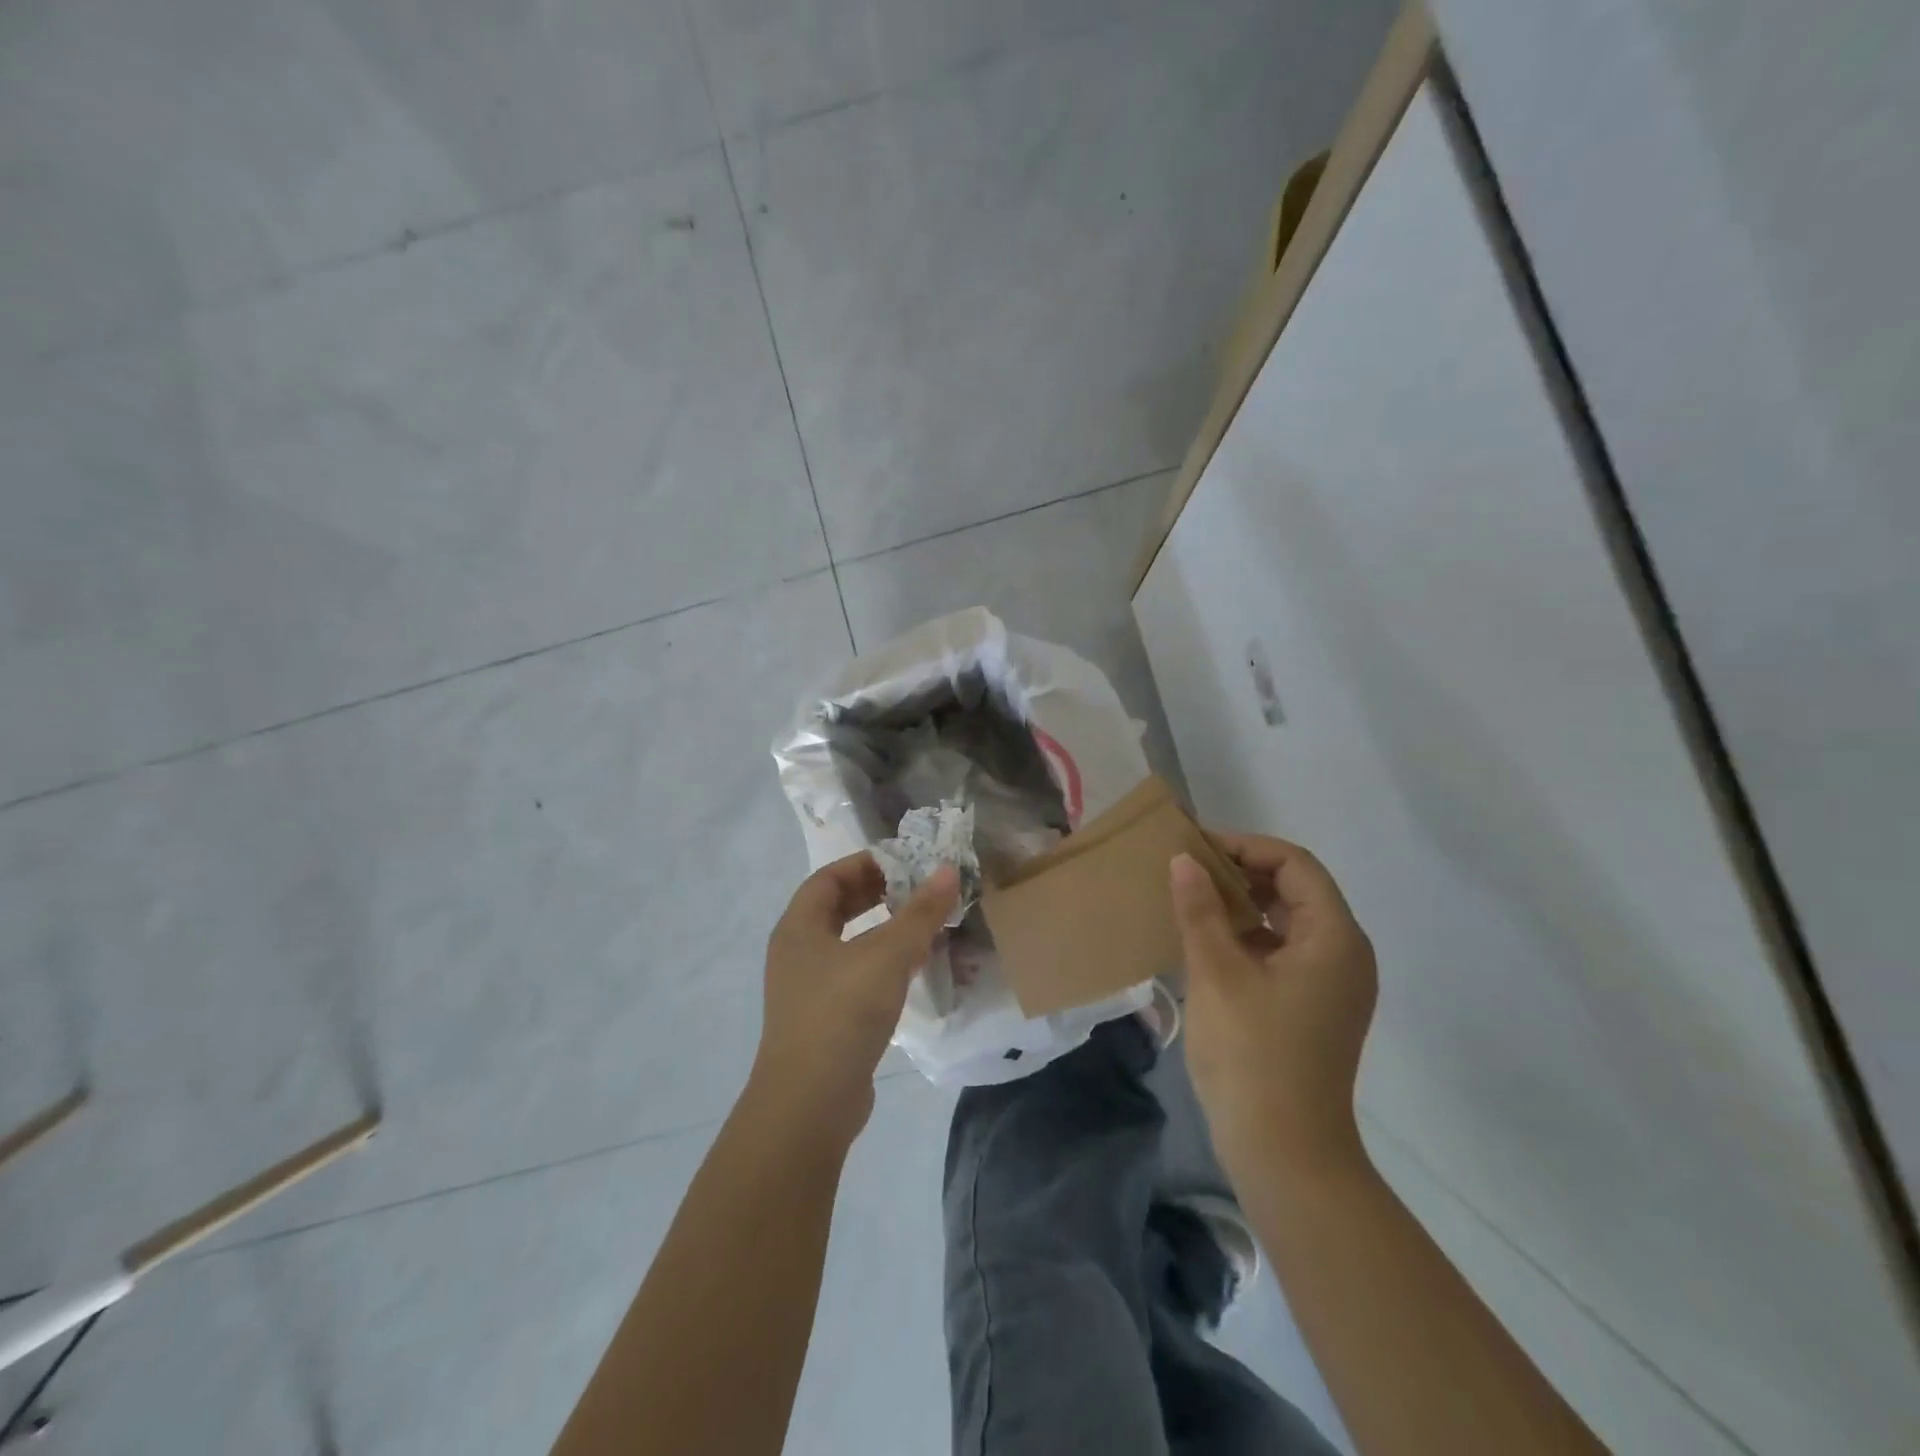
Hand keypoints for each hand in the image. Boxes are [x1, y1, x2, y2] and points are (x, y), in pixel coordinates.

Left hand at [752, 854, 959, 1146]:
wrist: (810, 1103)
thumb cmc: (843, 1012)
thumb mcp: (887, 955)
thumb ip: (920, 913)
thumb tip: (948, 870)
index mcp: (798, 928)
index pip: (828, 878)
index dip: (865, 864)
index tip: (904, 862)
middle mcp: (796, 953)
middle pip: (836, 909)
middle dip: (876, 895)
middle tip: (917, 890)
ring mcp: (807, 990)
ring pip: (846, 945)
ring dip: (881, 931)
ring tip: (921, 927)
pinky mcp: (823, 1022)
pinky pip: (853, 977)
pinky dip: (880, 965)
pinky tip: (910, 973)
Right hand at [1170, 834, 1376, 1179]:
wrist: (1284, 1153)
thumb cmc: (1252, 1054)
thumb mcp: (1216, 972)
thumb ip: (1200, 910)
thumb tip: (1183, 860)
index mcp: (1334, 938)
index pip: (1294, 864)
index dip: (1245, 846)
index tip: (1195, 848)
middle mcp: (1344, 954)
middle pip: (1296, 889)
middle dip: (1242, 872)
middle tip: (1188, 870)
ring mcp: (1332, 985)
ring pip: (1288, 921)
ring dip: (1243, 904)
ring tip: (1191, 900)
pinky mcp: (1315, 1008)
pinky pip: (1283, 952)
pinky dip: (1249, 937)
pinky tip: (1207, 942)